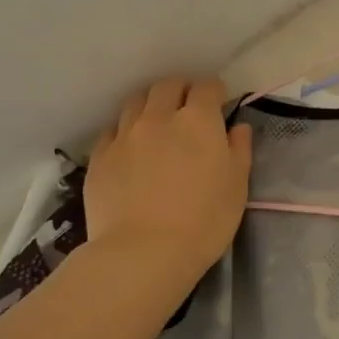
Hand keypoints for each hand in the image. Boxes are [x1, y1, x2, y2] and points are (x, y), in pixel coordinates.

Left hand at [85, 77, 251, 283]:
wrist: (143, 252)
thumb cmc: (204, 221)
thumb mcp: (237, 186)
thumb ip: (239, 149)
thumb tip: (237, 127)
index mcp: (198, 121)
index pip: (207, 87)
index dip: (215, 92)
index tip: (219, 104)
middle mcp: (159, 117)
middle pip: (168, 86)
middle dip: (181, 90)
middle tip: (188, 108)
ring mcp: (125, 135)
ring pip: (136, 101)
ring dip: (150, 105)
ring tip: (156, 123)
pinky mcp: (99, 157)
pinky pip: (112, 130)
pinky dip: (124, 131)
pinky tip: (130, 148)